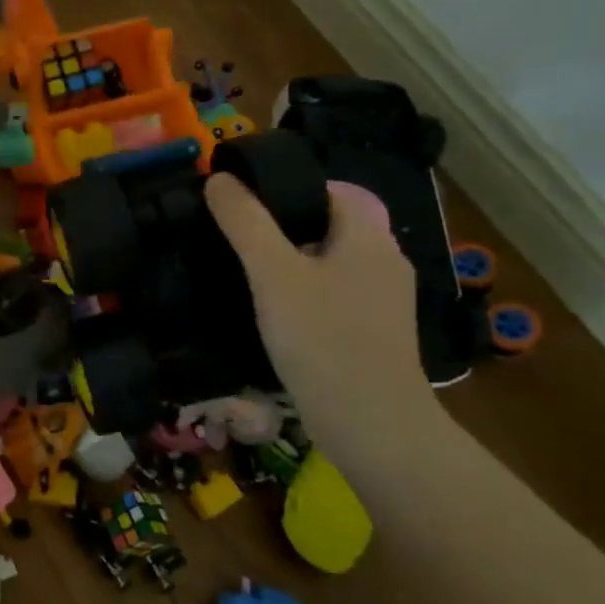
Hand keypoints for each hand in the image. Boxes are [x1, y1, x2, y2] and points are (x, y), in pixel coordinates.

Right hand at [205, 174, 435, 437]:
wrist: (369, 424)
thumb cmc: (322, 337)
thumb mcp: (272, 273)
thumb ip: (245, 222)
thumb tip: (219, 179)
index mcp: (369, 238)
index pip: (335, 189)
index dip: (291, 187)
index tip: (246, 201)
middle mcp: (384, 263)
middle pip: (331, 224)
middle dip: (285, 224)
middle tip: (236, 234)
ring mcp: (381, 302)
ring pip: (330, 261)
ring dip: (291, 260)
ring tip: (245, 270)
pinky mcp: (372, 334)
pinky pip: (333, 293)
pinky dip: (303, 291)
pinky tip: (271, 310)